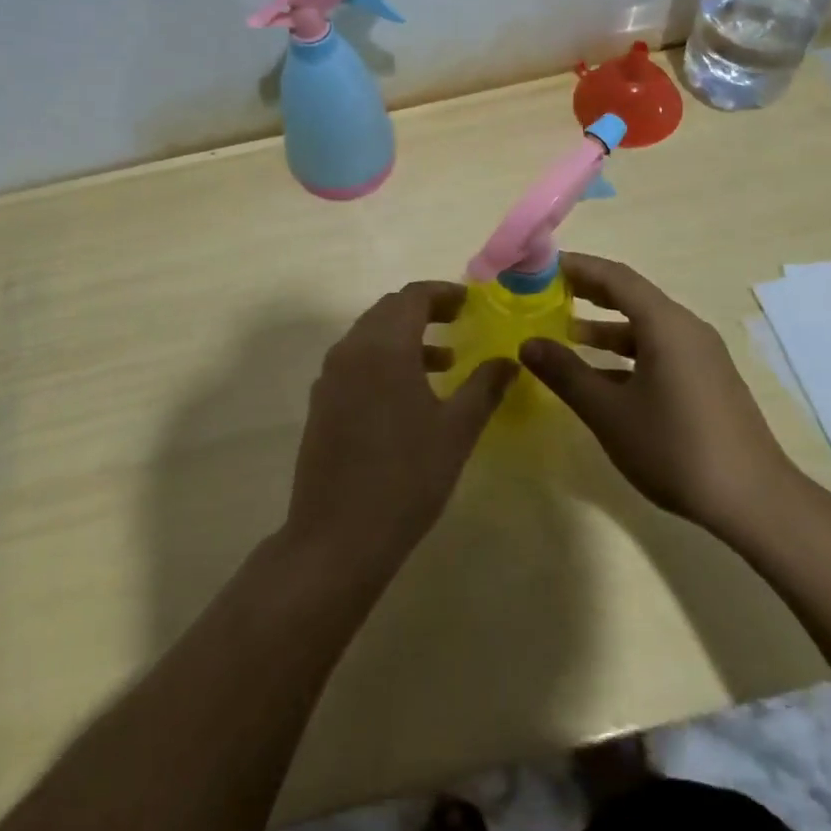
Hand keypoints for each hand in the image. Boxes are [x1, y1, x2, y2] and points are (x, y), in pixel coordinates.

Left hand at [281, 282, 514, 582]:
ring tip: (444, 362)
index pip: (413, 296)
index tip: (471, 302)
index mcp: (384, 346)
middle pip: (389, 310)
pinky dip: (384, 359)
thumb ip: (485, 387)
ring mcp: (330, 376)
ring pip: (370, 336)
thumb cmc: (406, 477)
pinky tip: (409, 394)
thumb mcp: (456, 430)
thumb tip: (509, 360)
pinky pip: (356, 361)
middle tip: (460, 323)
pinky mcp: (322, 402)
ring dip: (406, 337)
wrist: (337, 536)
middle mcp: (351, 350)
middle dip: (425, 311)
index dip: (444, 293)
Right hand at [520, 253, 793, 532]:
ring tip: (566, 332)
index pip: (615, 277)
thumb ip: (566, 373)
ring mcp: (701, 355)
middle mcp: (686, 329)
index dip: (577, 267)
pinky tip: (603, 374)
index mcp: (665, 325)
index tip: (540, 266)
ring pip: (645, 325)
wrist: (754, 501)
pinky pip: (659, 348)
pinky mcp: (707, 379)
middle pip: (632, 295)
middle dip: (589, 290)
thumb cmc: (675, 448)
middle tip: (547, 291)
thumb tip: (528, 344)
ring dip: (606, 325)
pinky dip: (626, 350)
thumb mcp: (609, 412)